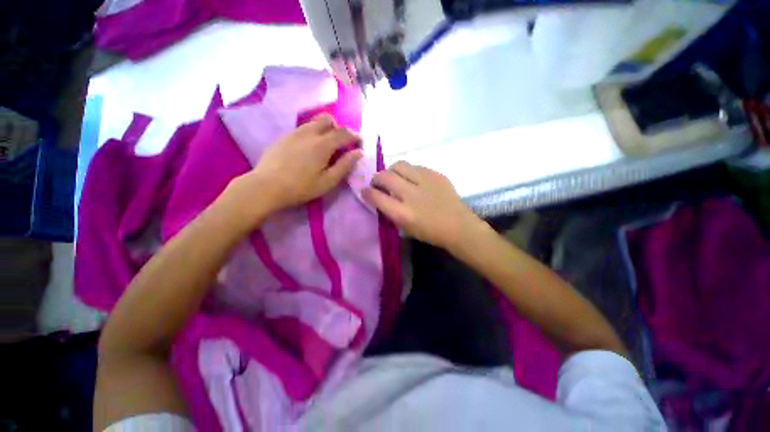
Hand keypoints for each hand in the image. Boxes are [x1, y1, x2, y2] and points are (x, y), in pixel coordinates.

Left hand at [228, 114, 361, 220]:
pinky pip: (302, 129)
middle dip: (338, 127)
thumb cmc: (301, 187)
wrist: (266, 186)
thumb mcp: (328, 181)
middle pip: (327, 119)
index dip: (355, 136)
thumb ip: (345, 165)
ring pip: (313, 122)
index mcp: (323, 144)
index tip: (360, 142)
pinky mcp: (283, 137)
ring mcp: (294, 133)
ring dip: (324, 129)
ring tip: (325, 146)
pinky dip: (312, 133)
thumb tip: (358, 153)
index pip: (344, 133)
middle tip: (341, 143)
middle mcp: (309, 133)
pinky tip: (308, 149)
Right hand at [363, 162, 481, 248]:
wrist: (458, 226)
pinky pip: (415, 166)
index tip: (365, 191)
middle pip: (385, 176)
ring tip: (396, 178)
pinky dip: (409, 172)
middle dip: (376, 178)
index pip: (376, 196)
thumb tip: (379, 197)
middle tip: (379, 183)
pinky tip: (413, 179)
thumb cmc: (430, 232)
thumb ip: (390, 212)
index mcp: (403, 213)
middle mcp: (411, 194)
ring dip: (392, 171)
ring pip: (399, 165)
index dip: (366, 192)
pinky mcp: (436, 174)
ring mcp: (425, 181)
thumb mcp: (405, 227)